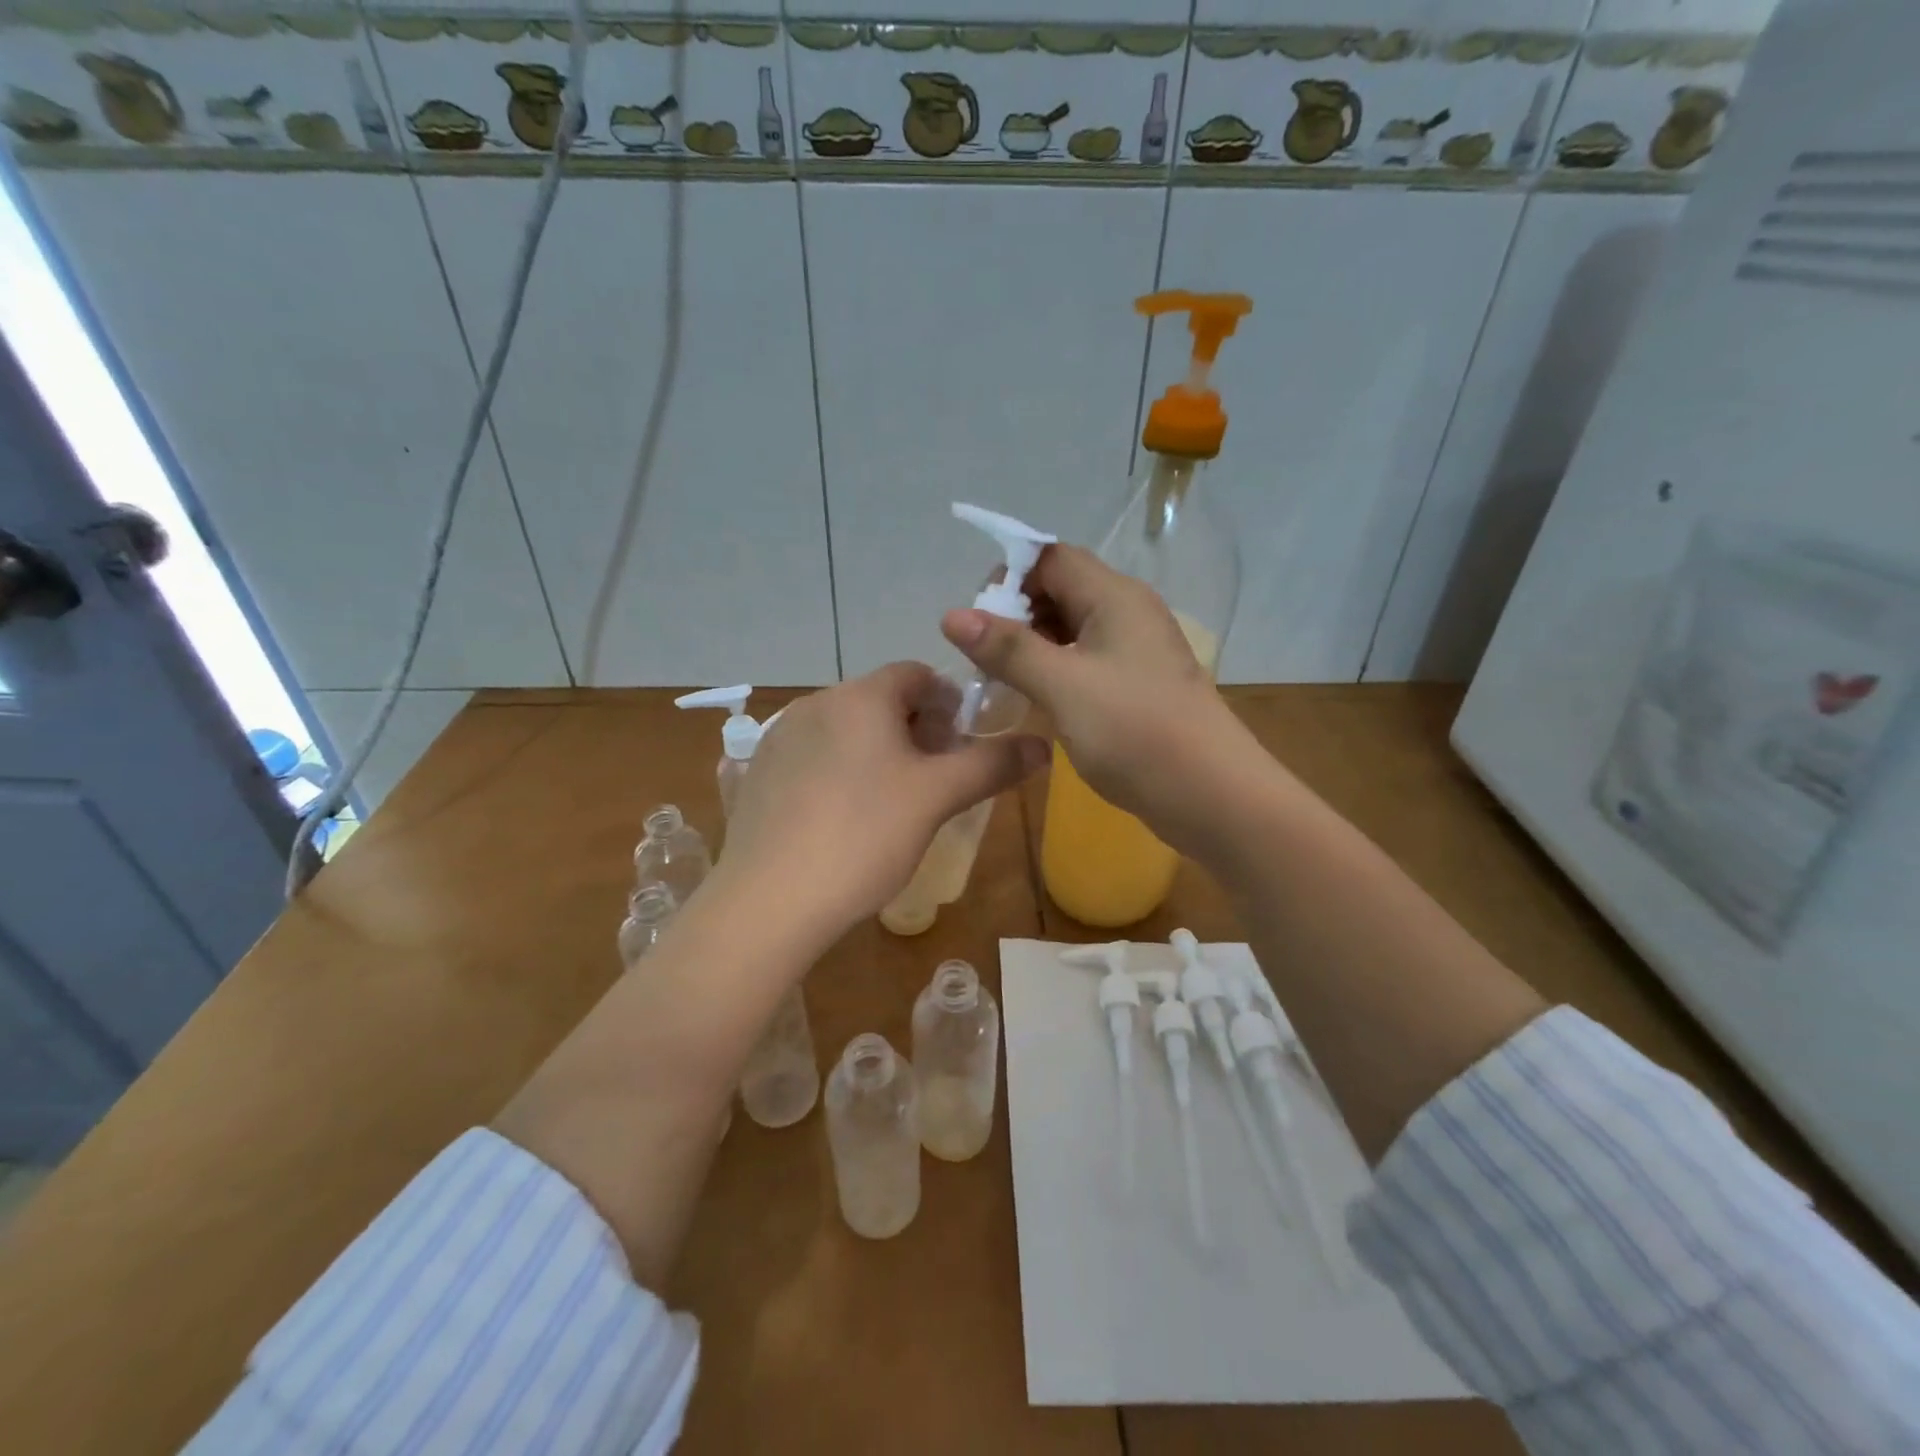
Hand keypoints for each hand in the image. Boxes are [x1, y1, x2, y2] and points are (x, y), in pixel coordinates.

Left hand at [714, 662, 1047, 943]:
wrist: (770, 901)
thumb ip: (992, 764)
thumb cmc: (865, 836)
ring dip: (876, 751)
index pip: (916, 674)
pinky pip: (812, 757)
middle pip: (880, 701)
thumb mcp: (937, 798)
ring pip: (845, 730)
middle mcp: (816, 703)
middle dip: (915, 729)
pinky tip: (842, 818)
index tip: (961, 742)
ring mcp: (779, 739)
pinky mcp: (758, 774)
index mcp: (861, 697)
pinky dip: (838, 771)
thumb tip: (1041, 744)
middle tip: (934, 778)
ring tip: (891, 802)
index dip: (948, 702)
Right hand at [940, 544, 1268, 858]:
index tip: (977, 621)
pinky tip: (1035, 700)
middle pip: (1061, 589)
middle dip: (1016, 614)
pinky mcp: (1137, 684)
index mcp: (1115, 597)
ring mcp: (1136, 650)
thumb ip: (1008, 649)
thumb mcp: (1063, 687)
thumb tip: (952, 614)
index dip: (1009, 578)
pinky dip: (1054, 671)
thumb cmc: (1136, 732)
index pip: (1051, 558)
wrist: (1211, 795)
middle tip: (983, 657)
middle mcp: (1128, 612)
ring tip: (1001, 681)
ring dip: (1032, 646)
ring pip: (1071, 628)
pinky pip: (1085, 660)